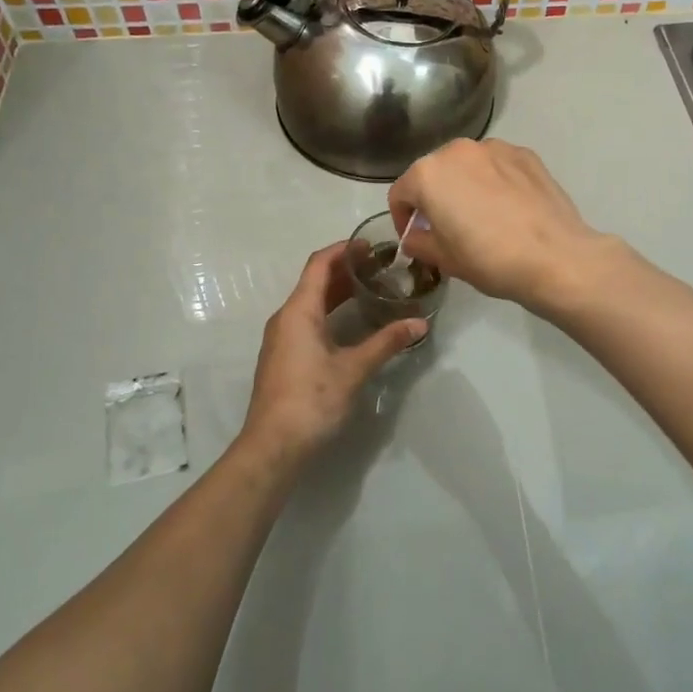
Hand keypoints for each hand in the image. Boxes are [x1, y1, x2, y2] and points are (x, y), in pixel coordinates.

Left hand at [239, 241, 425, 462]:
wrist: (273, 445)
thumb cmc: (311, 400)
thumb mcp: (353, 369)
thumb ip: (386, 343)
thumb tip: (419, 324)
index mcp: (298, 311)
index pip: (319, 264)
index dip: (343, 250)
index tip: (370, 245)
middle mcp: (285, 317)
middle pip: (314, 282)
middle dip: (345, 270)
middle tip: (379, 267)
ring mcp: (281, 338)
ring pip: (310, 302)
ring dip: (337, 292)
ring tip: (370, 289)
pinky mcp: (283, 356)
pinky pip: (306, 320)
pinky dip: (329, 311)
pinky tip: (350, 323)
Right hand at [387, 139, 613, 310]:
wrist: (555, 257)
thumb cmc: (489, 259)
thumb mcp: (444, 259)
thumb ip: (419, 242)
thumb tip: (415, 237)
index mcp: (428, 173)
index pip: (400, 193)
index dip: (403, 218)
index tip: (416, 238)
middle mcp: (458, 150)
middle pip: (434, 172)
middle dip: (434, 197)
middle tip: (448, 228)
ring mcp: (495, 148)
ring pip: (467, 165)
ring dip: (465, 185)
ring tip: (482, 216)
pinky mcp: (526, 154)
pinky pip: (497, 166)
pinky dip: (494, 181)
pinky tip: (509, 208)